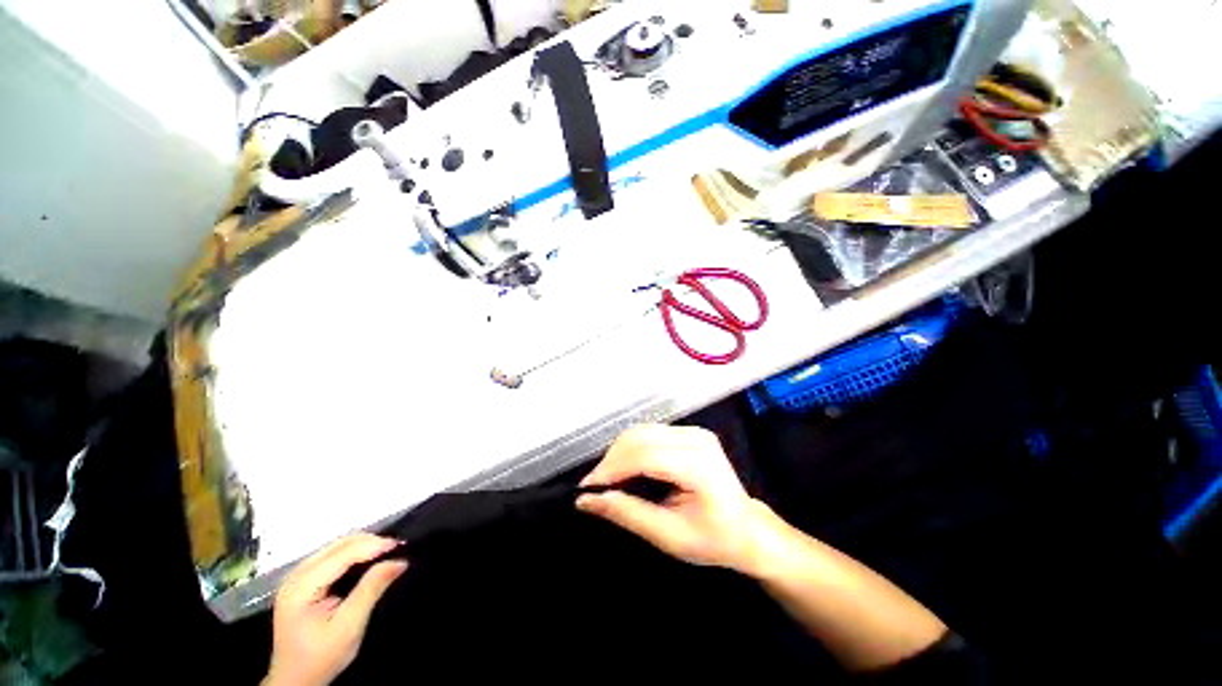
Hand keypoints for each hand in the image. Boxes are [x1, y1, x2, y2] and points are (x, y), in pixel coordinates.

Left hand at [264, 534, 408, 685]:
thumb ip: (372, 589)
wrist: (295, 681)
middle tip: (397, 549)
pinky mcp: (302, 581)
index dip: (373, 545)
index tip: (400, 545)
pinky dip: (353, 554)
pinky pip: (331, 556)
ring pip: (335, 547)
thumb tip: (399, 561)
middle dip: (370, 543)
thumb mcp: (350, 626)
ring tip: (386, 553)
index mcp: (301, 587)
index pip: (342, 554)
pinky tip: (368, 560)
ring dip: (363, 546)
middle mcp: (295, 576)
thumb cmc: (321, 657)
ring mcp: (296, 577)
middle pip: (337, 546)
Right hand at [576, 424, 769, 572]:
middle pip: (640, 437)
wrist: (748, 529)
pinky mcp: (689, 432)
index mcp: (698, 464)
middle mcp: (696, 439)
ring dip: (619, 452)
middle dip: (611, 460)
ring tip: (607, 479)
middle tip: (594, 486)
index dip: (612, 469)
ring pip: (642, 431)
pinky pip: (650, 433)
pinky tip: (625, 467)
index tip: (587, 488)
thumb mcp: (668, 535)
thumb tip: (586, 500)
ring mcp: (694, 431)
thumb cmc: (714, 540)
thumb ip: (627, 513)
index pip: (644, 456)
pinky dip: (631, 448)